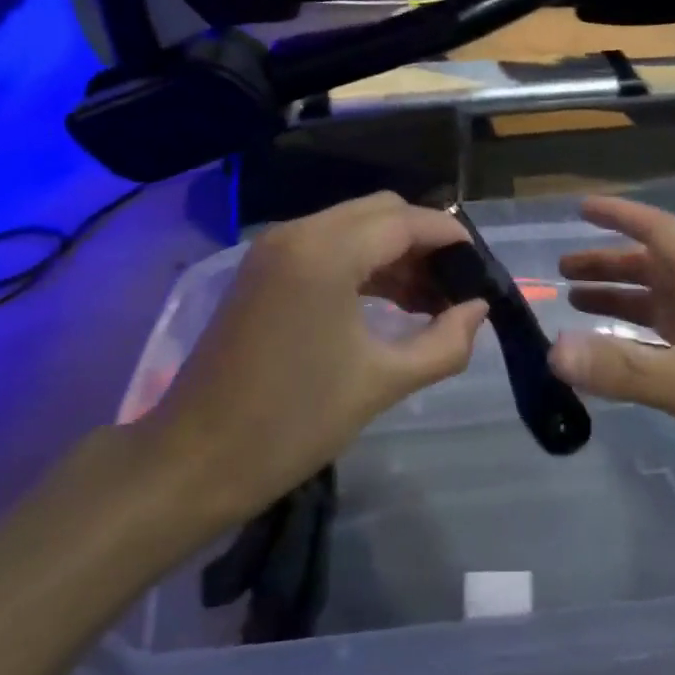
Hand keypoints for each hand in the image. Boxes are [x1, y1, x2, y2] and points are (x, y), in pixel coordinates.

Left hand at [137, 193, 486, 535]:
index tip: (483, 269)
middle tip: (455, 288)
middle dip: (424, 242)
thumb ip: (443, 342)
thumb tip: (478, 311)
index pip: (406, 221)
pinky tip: (389, 303)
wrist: (192, 463)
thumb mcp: (380, 382)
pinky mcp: (262, 270)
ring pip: (354, 226)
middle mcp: (298, 233)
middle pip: (381, 212)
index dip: (451, 238)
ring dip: (395, 252)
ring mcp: (274, 249)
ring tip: (429, 302)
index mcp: (326, 253)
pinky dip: (363, 263)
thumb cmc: (291, 423)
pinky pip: (328, 246)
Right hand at [548, 198, 674, 525]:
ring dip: (622, 302)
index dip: (619, 216)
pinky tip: (618, 356)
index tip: (580, 208)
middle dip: (609, 265)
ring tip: (576, 305)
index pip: (657, 230)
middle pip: (654, 267)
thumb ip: (622, 367)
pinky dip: (641, 341)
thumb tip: (554, 351)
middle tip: (561, 272)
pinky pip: (673, 342)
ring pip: (663, 305)